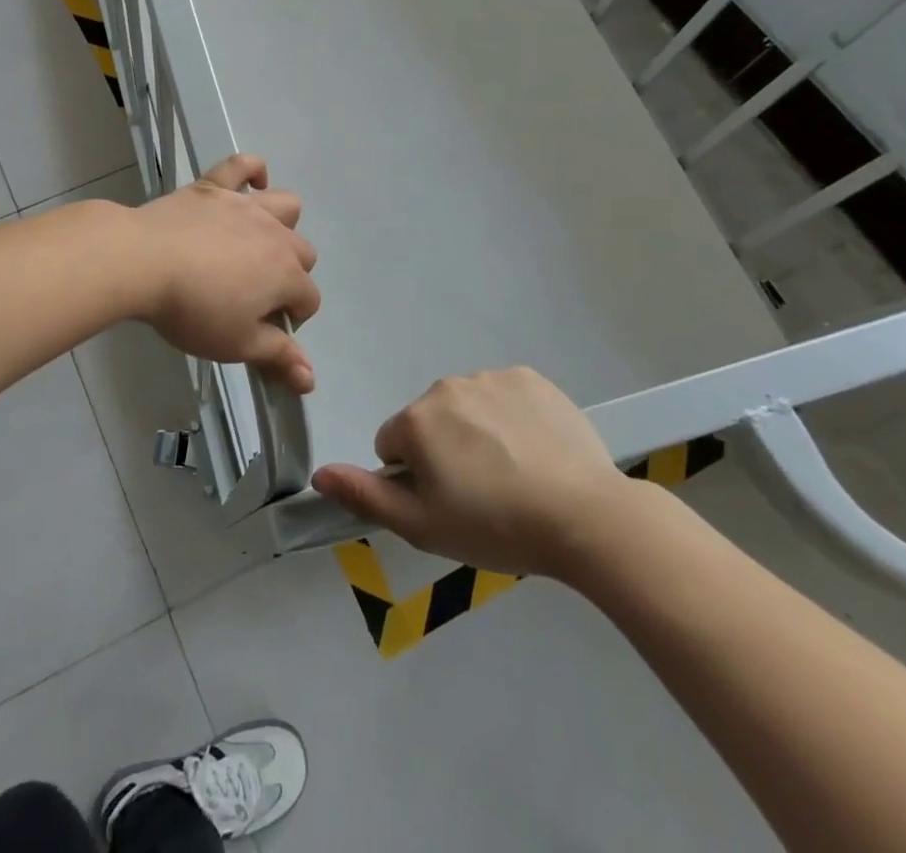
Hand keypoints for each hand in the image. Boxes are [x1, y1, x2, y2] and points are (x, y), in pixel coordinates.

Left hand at [129, 155, 319, 390]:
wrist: (143, 261)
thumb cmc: (192, 309)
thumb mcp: (236, 344)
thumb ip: (277, 356)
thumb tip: (310, 378)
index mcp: (286, 274)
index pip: (309, 299)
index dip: (293, 318)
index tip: (265, 330)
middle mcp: (275, 235)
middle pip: (303, 253)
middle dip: (290, 275)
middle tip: (255, 295)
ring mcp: (244, 205)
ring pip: (286, 205)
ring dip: (282, 224)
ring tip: (257, 243)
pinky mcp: (213, 186)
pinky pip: (241, 165)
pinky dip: (251, 170)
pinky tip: (252, 183)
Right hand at [311, 367, 645, 578]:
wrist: (586, 517)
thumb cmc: (496, 526)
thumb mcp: (422, 526)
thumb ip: (365, 495)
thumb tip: (319, 474)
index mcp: (416, 421)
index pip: (392, 445)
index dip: (414, 478)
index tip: (449, 503)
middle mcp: (445, 387)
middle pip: (429, 422)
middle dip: (444, 451)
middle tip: (482, 493)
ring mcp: (491, 378)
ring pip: (466, 407)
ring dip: (476, 433)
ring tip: (514, 475)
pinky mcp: (530, 378)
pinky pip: (503, 396)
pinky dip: (510, 417)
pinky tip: (535, 450)